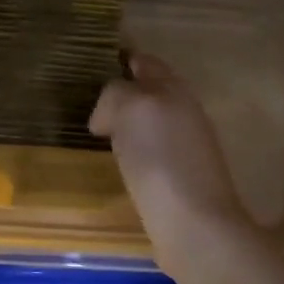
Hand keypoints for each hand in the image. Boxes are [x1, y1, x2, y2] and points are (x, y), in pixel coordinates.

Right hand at [89, 53, 260, 269]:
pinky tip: (118, 163)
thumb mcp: (131, 109)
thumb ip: (115, 95)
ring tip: (99, 132)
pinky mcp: (179, 179)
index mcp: (174, 90)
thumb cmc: (160, 159)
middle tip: (91, 101)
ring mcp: (186, 148)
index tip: (95, 63)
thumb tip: (107, 116)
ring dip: (128, 123)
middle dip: (125, 92)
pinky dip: (133, 150)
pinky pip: (150, 152)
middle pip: (152, 92)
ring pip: (151, 123)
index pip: (146, 63)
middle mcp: (184, 113)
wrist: (193, 224)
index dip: (123, 59)